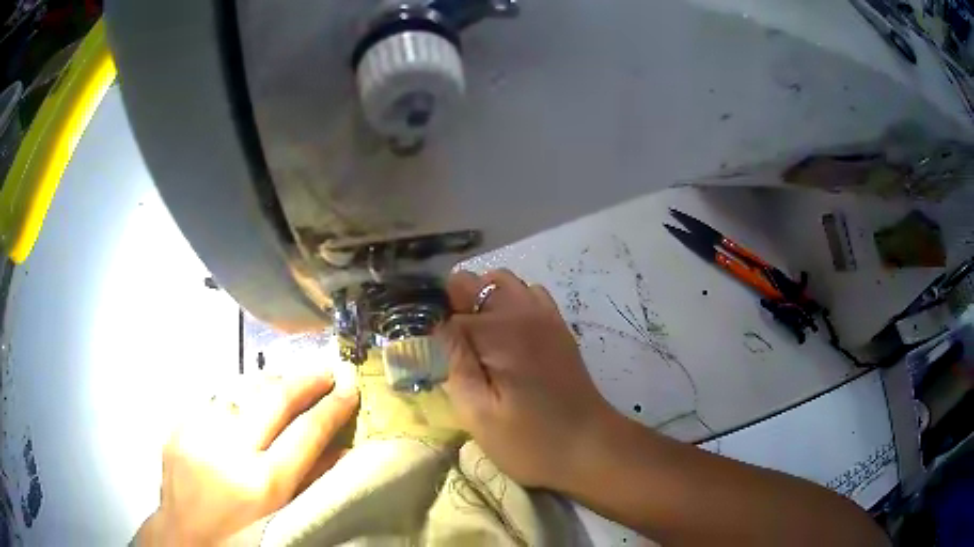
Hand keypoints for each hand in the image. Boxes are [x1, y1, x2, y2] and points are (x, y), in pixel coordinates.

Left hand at [137, 369, 358, 545]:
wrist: (185, 536)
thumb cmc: (243, 537)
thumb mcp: (282, 516)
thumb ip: (312, 481)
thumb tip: (344, 449)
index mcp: (262, 483)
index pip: (306, 432)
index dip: (332, 408)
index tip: (349, 388)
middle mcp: (229, 450)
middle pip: (274, 399)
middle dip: (304, 380)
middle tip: (325, 370)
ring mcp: (199, 432)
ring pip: (242, 390)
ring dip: (270, 385)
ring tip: (289, 383)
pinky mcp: (179, 426)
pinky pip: (215, 400)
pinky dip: (237, 399)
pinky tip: (246, 405)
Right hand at [440, 269, 615, 489]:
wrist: (591, 447)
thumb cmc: (530, 440)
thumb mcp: (478, 412)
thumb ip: (454, 361)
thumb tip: (434, 323)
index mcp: (500, 330)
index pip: (446, 304)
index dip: (429, 323)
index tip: (422, 347)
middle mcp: (523, 310)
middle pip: (474, 283)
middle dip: (453, 304)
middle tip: (447, 347)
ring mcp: (545, 315)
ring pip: (501, 283)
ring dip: (481, 301)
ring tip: (474, 341)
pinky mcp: (558, 327)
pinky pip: (527, 295)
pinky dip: (508, 304)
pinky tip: (505, 337)